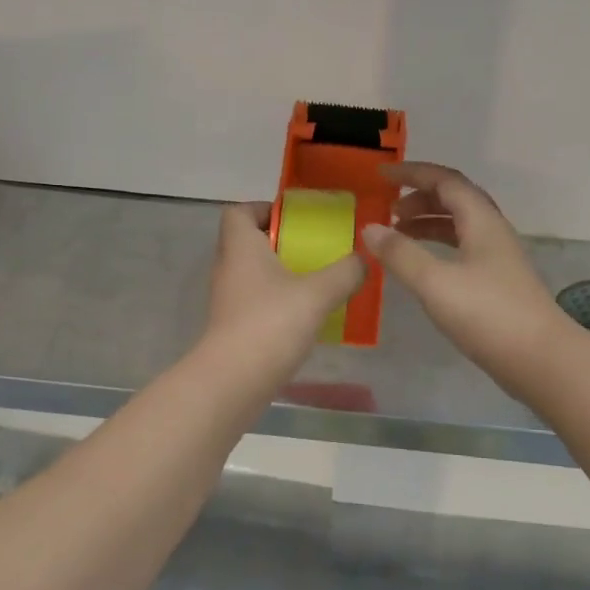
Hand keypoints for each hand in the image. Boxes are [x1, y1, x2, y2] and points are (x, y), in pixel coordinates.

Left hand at [204, 202, 364, 369]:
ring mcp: (227, 300)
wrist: (234, 381)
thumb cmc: (271, 323)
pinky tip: (306, 317)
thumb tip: (363, 260)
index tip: (295, 221)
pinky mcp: (232, 328)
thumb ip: (345, 272)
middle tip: (316, 252)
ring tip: (317, 284)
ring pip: (254, 275)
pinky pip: (256, 303)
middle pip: (249, 242)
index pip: (238, 212)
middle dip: (282, 244)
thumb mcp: (318, 293)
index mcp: (240, 247)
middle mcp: (228, 268)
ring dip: (282, 276)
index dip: (264, 209)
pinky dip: (278, 304)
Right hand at [362, 163, 568, 382]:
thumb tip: (370, 228)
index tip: (381, 175)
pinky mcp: (497, 283)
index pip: (446, 181)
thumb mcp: (435, 282)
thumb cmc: (488, 315)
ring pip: (459, 226)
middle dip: (419, 198)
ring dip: (427, 223)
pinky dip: (437, 247)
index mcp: (482, 221)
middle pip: (455, 199)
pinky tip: (421, 266)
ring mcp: (497, 258)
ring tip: (397, 235)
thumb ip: (400, 254)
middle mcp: (492, 232)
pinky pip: (461, 249)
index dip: (413, 173)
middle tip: (388, 210)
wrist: (541, 360)